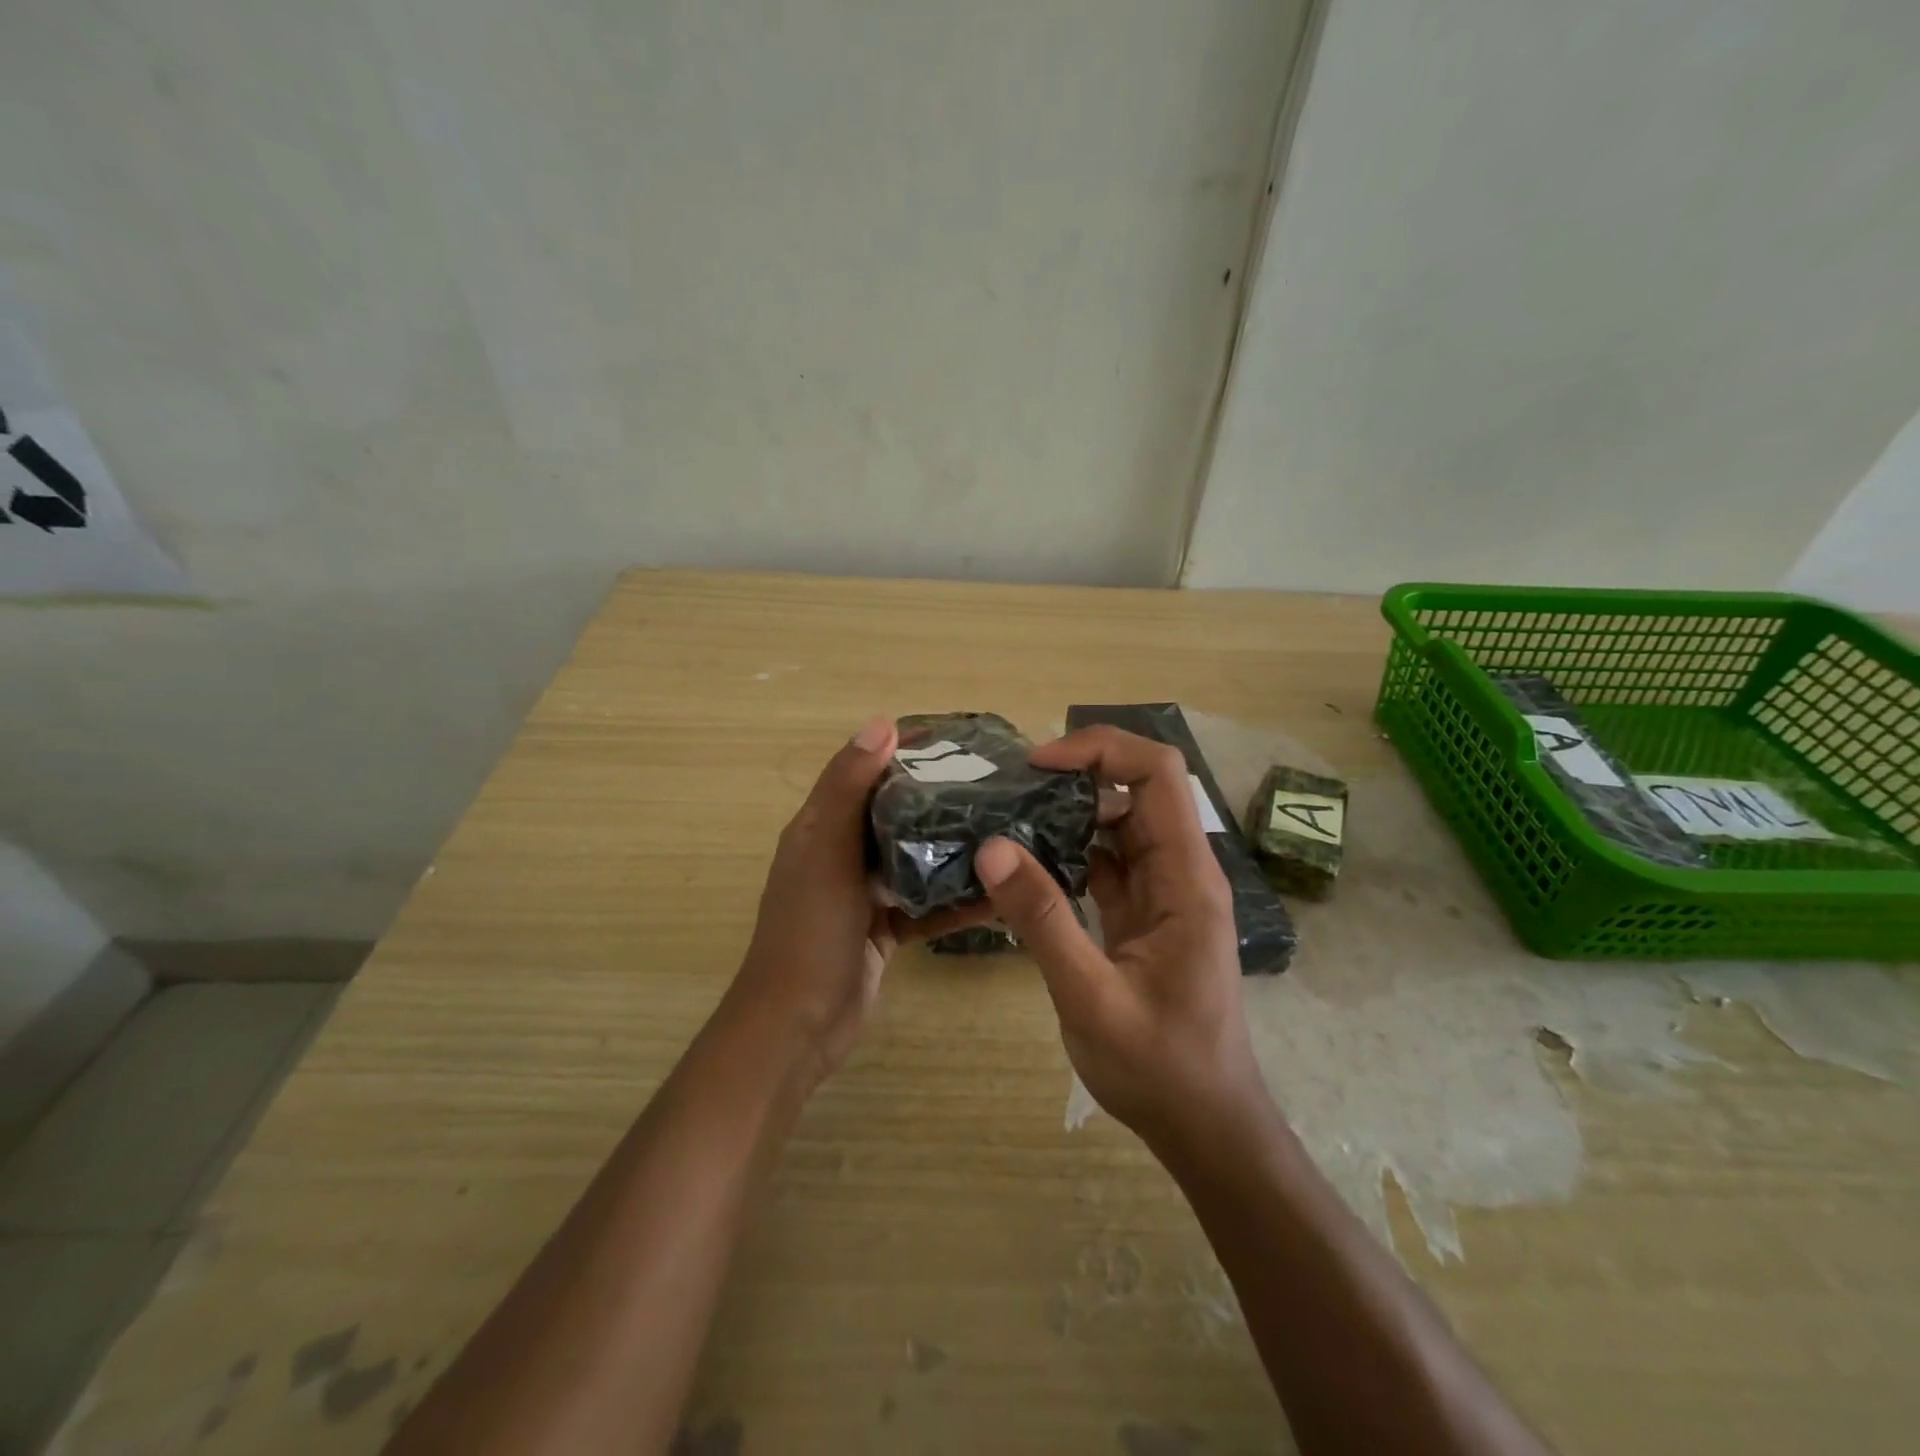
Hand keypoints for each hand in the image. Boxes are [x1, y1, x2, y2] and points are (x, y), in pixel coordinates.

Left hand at [729, 717, 992, 1089]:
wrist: (798, 1025)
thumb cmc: (809, 931)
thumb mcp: (825, 853)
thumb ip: (849, 789)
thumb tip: (883, 723)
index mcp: (821, 826)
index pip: (864, 771)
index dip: (902, 750)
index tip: (956, 738)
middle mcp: (841, 853)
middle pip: (895, 812)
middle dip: (937, 796)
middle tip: (995, 783)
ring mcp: (864, 893)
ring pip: (914, 857)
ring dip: (951, 847)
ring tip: (1005, 829)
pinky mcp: (885, 928)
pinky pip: (925, 904)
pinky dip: (955, 900)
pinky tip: (997, 894)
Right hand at [973, 726, 1265, 1144]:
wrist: (1205, 1126)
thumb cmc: (1160, 1067)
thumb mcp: (1091, 996)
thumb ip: (1043, 919)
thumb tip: (992, 847)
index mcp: (1187, 878)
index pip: (1158, 773)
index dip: (1101, 750)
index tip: (1040, 765)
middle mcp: (1181, 871)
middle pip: (1137, 789)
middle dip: (1076, 776)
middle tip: (1010, 791)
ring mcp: (1164, 892)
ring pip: (1119, 824)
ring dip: (1069, 814)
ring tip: (1008, 817)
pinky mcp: (1145, 913)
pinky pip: (1108, 862)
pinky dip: (1069, 851)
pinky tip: (1026, 863)